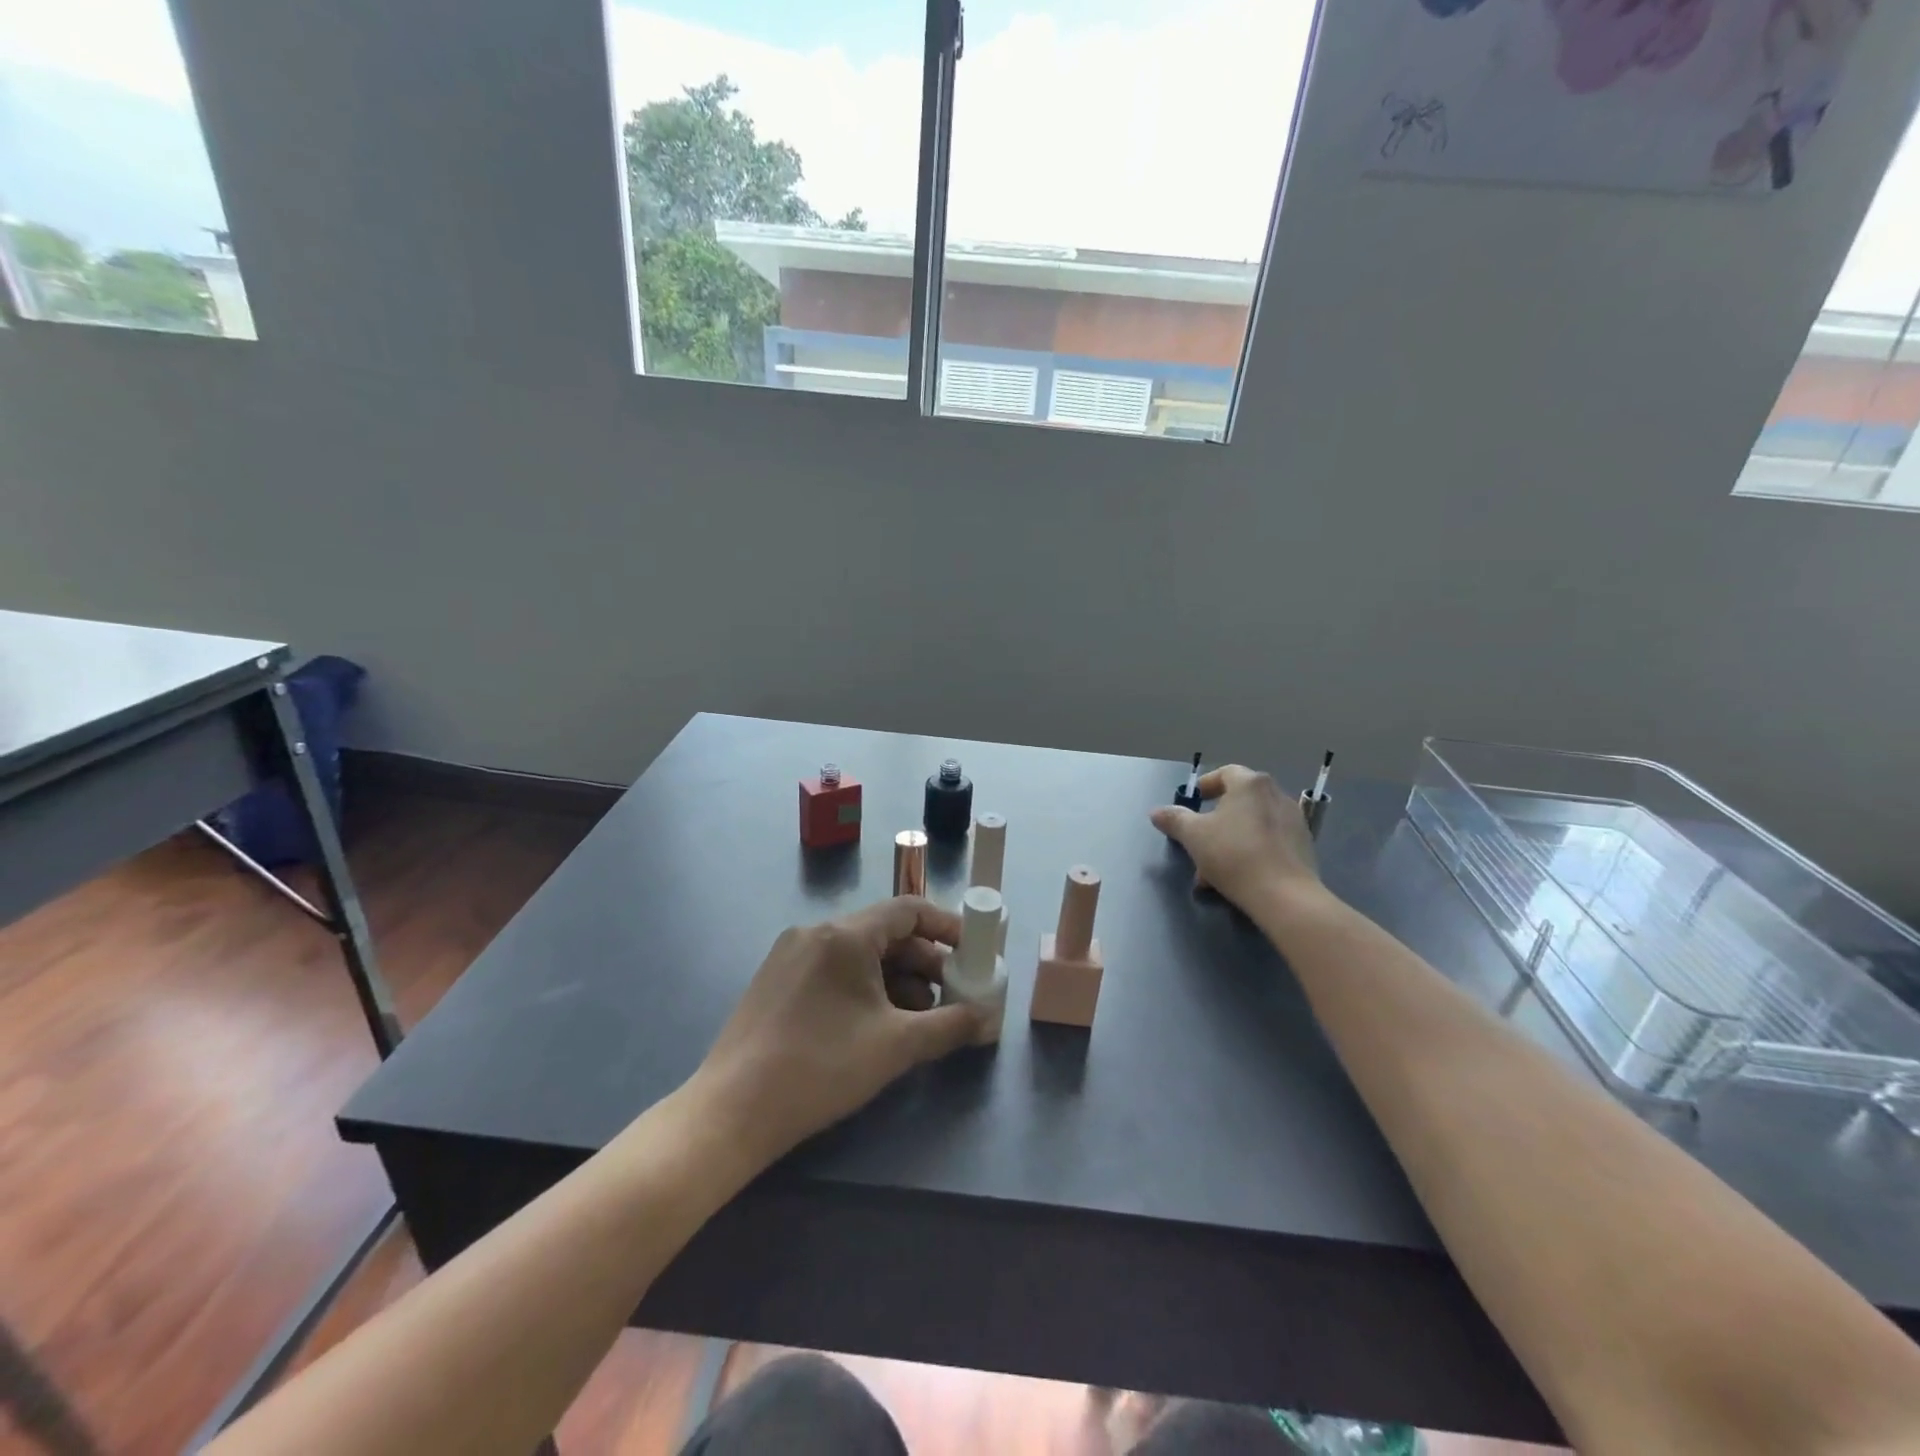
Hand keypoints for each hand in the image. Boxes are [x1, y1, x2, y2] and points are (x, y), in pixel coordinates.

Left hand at [691, 897, 987, 1165]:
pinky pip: (833, 970)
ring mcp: (790, 955)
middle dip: (924, 963)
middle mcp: (815, 932)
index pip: (908, 910)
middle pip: (884, 933)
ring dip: (896, 980)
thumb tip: (988, 1018)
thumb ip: (949, 1026)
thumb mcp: (895, 1046)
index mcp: (844, 934)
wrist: (732, 1111)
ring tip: (917, 1019)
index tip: (974, 950)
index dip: (946, 927)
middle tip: (951, 995)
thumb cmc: (821, 1068)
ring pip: (858, 954)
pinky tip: (875, 1025)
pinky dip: (864, 988)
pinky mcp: (775, 980)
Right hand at [1150, 765, 1322, 911]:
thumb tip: (1156, 812)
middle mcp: (1276, 794)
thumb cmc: (1233, 854)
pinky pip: (1269, 841)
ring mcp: (1294, 820)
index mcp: (1250, 784)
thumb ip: (1174, 819)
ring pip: (1252, 824)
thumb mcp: (1193, 836)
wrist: (1284, 894)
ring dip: (1230, 840)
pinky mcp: (1304, 845)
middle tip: (1199, 840)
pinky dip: (1251, 851)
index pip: (1225, 773)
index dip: (1206, 786)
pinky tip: (1238, 876)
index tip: (1193, 803)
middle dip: (1215, 821)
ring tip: (1213, 868)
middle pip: (1239, 801)